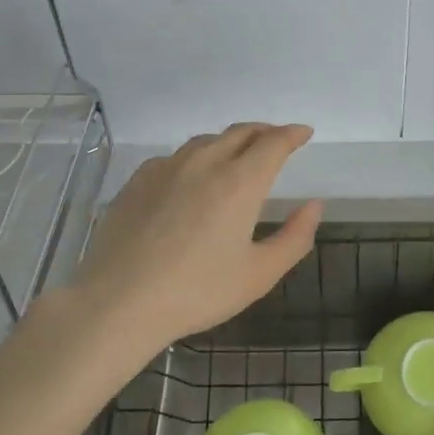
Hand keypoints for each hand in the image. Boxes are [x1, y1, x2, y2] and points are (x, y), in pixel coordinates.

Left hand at [64, 122, 321, 359]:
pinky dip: (196, 157)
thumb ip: (295, 237)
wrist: (119, 302)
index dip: (292, 134)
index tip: (304, 133)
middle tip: (276, 141)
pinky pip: (175, 157)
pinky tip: (191, 178)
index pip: (273, 142)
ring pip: (206, 140)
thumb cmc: (197, 292)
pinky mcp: (138, 180)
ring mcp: (167, 167)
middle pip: (241, 132)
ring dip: (230, 141)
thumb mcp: (259, 274)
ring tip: (237, 156)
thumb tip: (314, 205)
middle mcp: (205, 162)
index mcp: (240, 182)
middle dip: (264, 132)